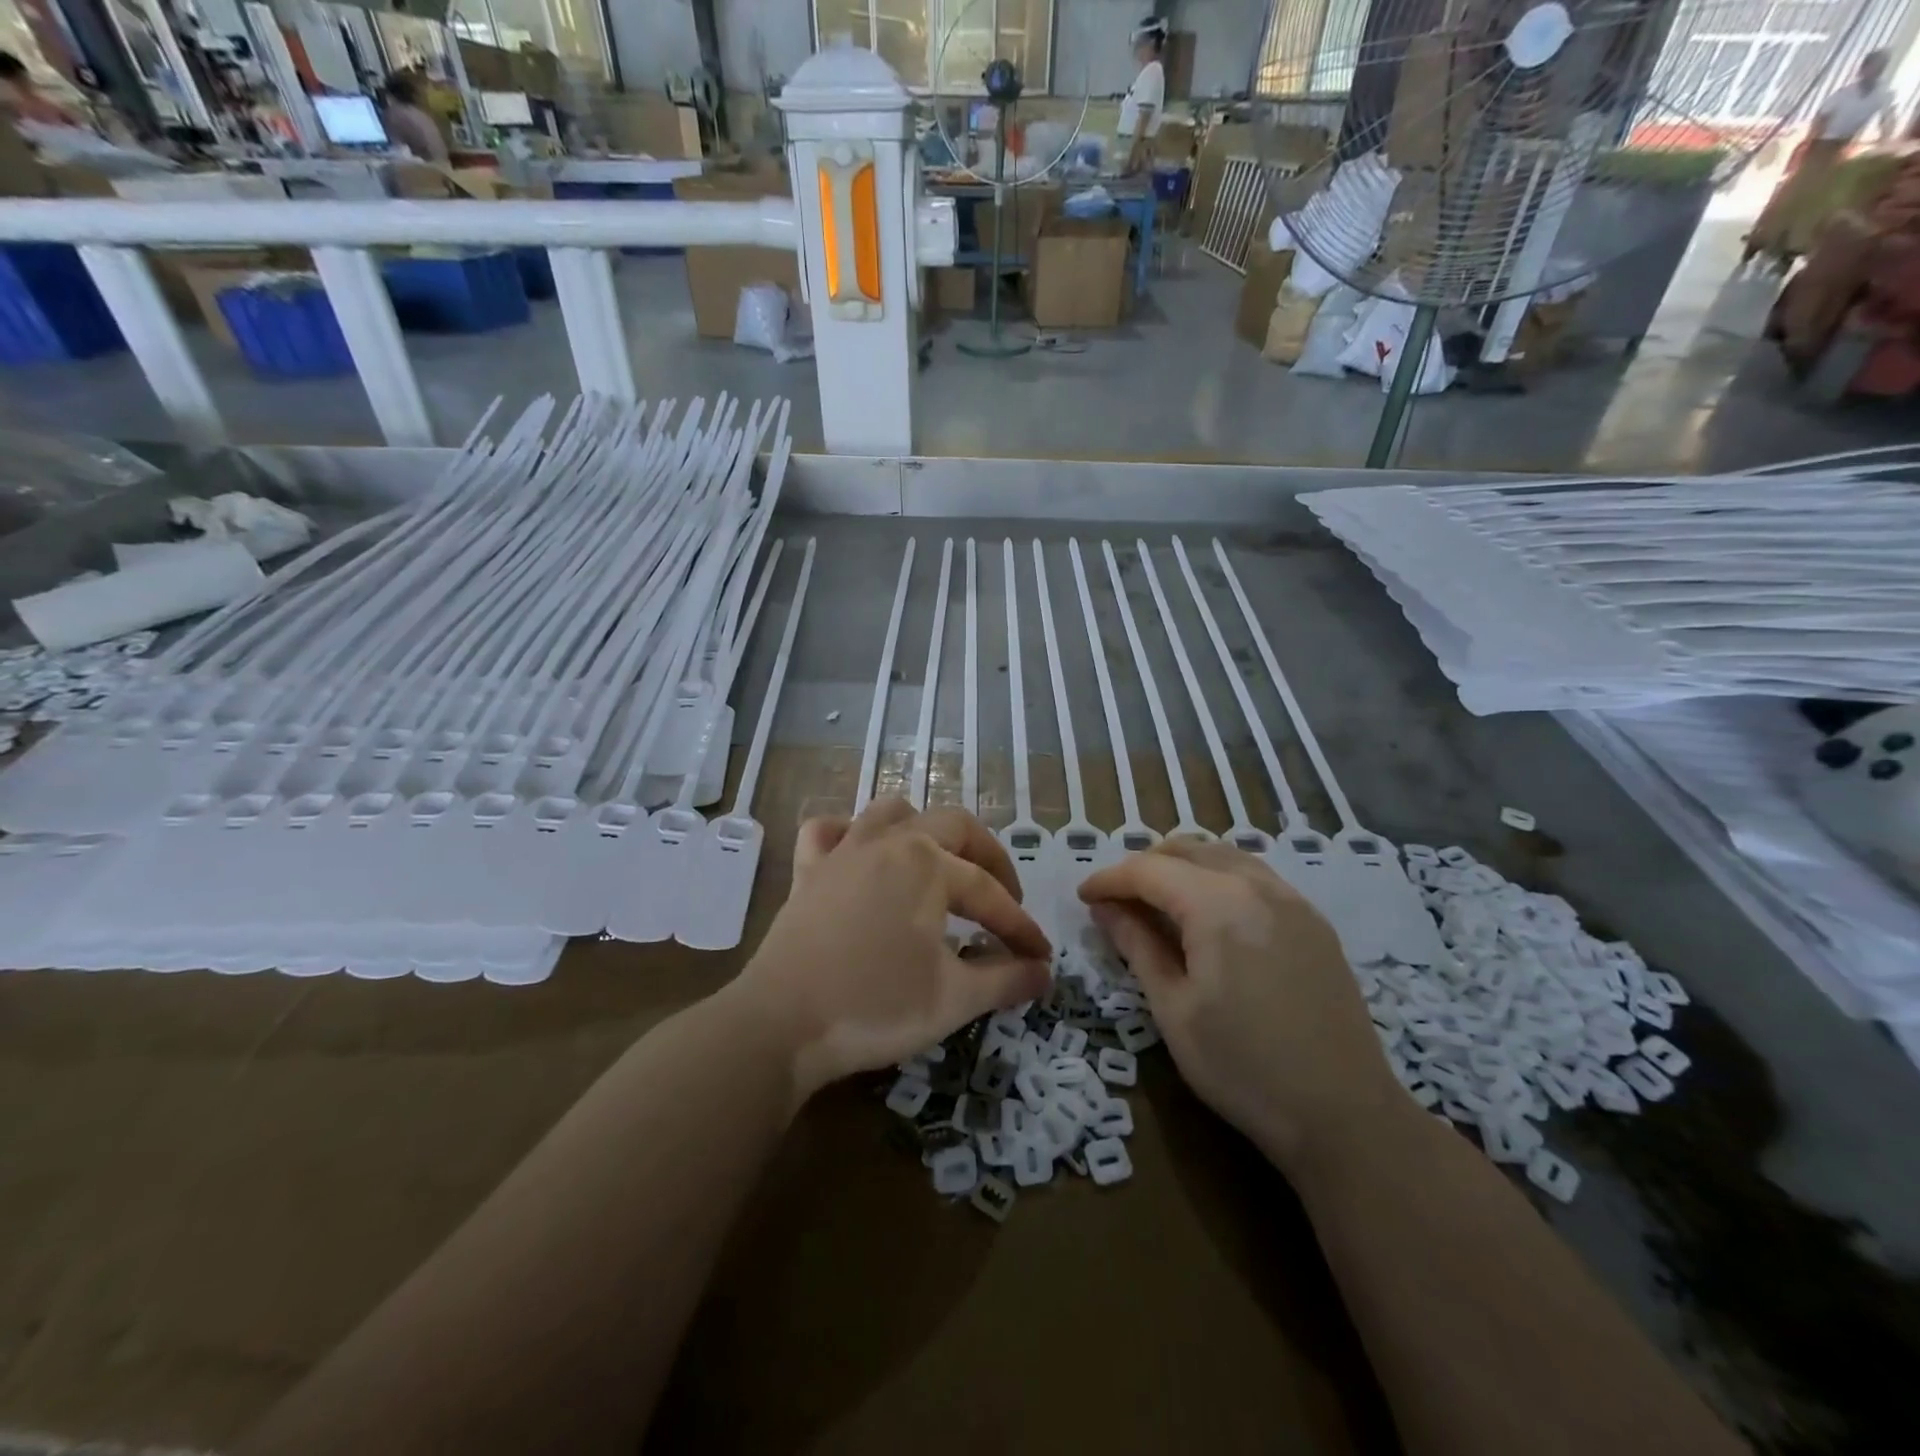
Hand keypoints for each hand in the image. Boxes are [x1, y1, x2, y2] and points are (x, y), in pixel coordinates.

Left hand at [730, 798, 1051, 1100]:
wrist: (780, 1024)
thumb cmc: (875, 1006)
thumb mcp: (953, 999)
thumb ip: (1006, 979)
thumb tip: (1045, 972)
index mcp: (928, 863)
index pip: (990, 894)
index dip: (1021, 927)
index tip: (1041, 957)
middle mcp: (889, 841)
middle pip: (954, 827)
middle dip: (989, 859)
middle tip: (1006, 900)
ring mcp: (843, 851)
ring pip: (892, 812)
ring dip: (925, 830)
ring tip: (940, 865)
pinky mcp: (808, 871)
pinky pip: (828, 831)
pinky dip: (848, 834)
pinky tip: (860, 857)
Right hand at [1078, 840, 1404, 1173]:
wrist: (1345, 1116)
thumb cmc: (1243, 1068)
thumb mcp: (1174, 1010)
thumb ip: (1138, 947)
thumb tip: (1106, 909)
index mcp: (1217, 905)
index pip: (1148, 870)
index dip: (1109, 880)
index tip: (1083, 898)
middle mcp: (1257, 886)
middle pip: (1187, 850)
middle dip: (1144, 866)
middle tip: (1117, 901)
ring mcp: (1292, 901)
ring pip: (1224, 856)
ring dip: (1183, 866)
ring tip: (1158, 901)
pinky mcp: (1313, 922)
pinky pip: (1255, 876)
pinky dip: (1219, 878)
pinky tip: (1210, 914)